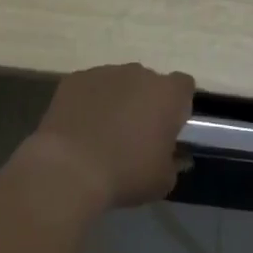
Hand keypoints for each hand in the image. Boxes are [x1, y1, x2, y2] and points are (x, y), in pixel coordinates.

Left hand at [19, 64, 195, 209]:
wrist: (69, 169)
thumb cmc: (126, 173)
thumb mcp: (163, 180)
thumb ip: (174, 162)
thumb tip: (175, 156)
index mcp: (167, 94)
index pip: (183, 86)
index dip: (177, 105)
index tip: (168, 128)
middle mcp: (138, 74)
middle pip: (148, 82)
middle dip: (145, 101)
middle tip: (135, 133)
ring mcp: (103, 73)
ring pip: (117, 82)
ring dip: (116, 100)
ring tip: (102, 131)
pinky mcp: (74, 79)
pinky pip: (89, 87)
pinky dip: (88, 102)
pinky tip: (80, 127)